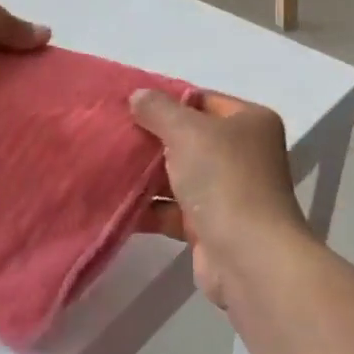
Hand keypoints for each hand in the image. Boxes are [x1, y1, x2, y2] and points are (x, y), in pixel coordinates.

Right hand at [130, 90, 309, 305]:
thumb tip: (138, 96)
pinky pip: (173, 209)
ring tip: (104, 165)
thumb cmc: (224, 180)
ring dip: (145, 174)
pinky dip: (148, 207)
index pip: (202, 100)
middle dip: (151, 137)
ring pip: (178, 174)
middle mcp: (243, 153)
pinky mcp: (210, 226)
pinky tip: (114, 202)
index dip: (166, 100)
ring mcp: (228, 191)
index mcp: (250, 122)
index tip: (126, 102)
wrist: (249, 257)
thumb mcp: (188, 132)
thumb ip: (159, 110)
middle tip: (110, 133)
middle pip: (188, 138)